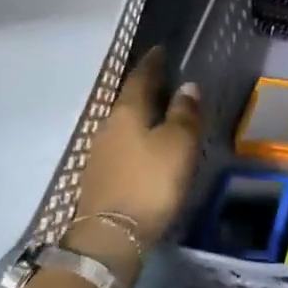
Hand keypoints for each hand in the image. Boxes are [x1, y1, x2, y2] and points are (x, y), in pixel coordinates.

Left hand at [66, 48, 200, 277]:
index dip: (152, 63)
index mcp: (127, 112)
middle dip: (146, 88)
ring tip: (161, 111)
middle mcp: (108, 126)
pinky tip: (148, 144)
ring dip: (141, 114)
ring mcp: (100, 153)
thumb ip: (184, 114)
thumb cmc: (150, 182)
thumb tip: (187, 86)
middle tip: (166, 79)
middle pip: (128, 99)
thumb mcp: (178, 145)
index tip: (161, 50)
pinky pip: (122, 144)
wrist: (111, 237)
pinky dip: (136, 137)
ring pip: (124, 123)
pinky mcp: (100, 177)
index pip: (140, 77)